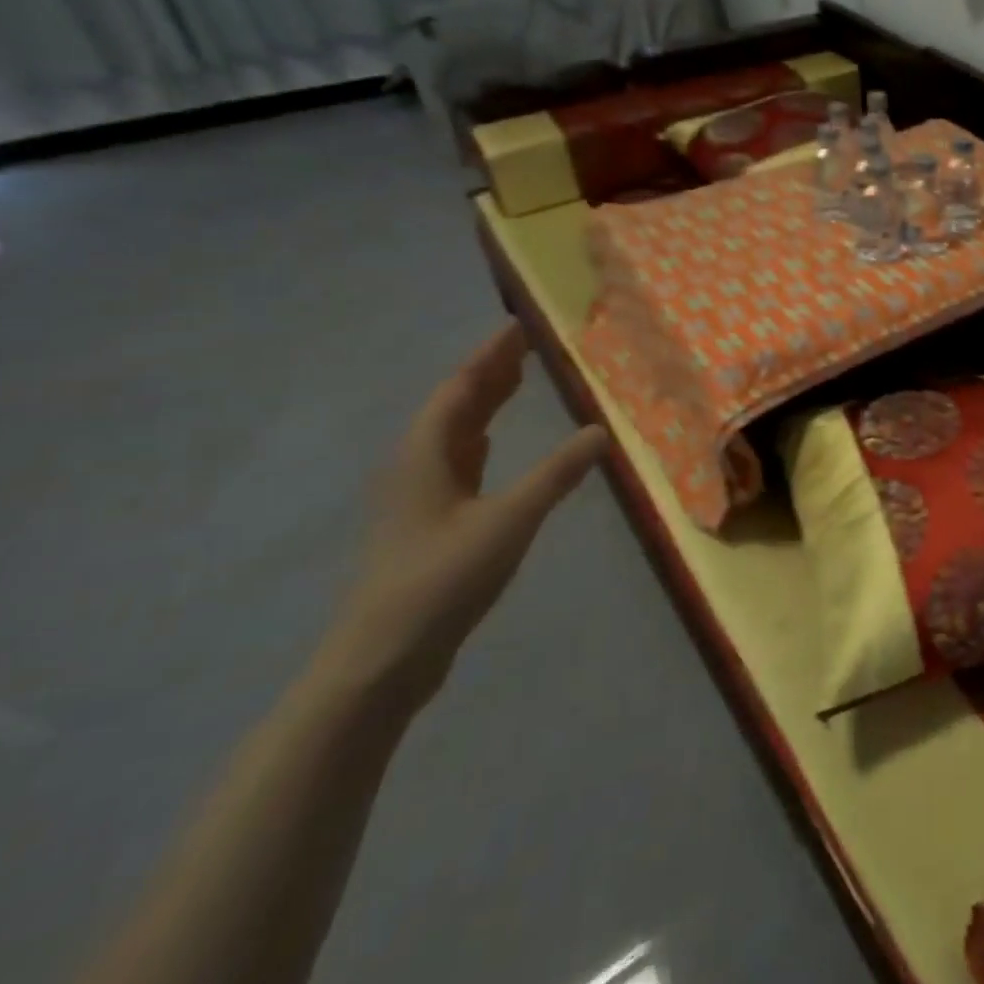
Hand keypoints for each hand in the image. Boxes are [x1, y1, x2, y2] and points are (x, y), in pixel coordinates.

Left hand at [315, 323, 608, 706]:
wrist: (383, 657)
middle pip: (455, 404)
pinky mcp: (428, 519)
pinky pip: (458, 459)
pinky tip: (494, 442)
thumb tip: (600, 430)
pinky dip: (481, 438)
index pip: (461, 387)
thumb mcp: (509, 520)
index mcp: (427, 453)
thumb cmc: (442, 579)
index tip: (519, 325)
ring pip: (454, 432)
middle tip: (528, 344)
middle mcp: (417, 463)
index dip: (490, 355)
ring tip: (519, 379)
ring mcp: (419, 493)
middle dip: (490, 372)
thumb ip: (556, 474)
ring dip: (485, 403)